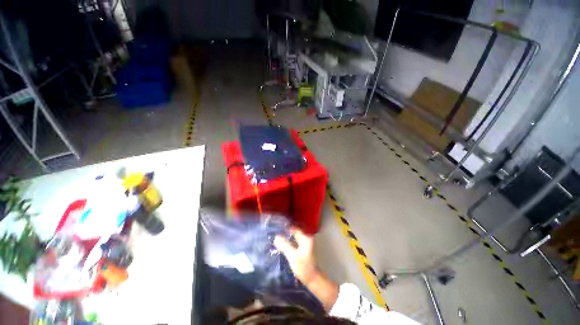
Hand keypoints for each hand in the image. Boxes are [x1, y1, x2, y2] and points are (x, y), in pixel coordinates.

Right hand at [274, 228, 338, 311]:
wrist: (313, 279)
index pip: (293, 227)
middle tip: (273, 233)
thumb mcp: (292, 256)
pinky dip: (288, 242)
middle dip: (284, 232)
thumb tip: (276, 236)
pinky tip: (281, 244)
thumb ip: (284, 245)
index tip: (275, 227)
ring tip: (275, 238)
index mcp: (305, 237)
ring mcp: (305, 243)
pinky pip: (294, 241)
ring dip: (285, 237)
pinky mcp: (302, 248)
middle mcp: (306, 237)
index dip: (285, 227)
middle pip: (293, 231)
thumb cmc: (304, 267)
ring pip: (293, 237)